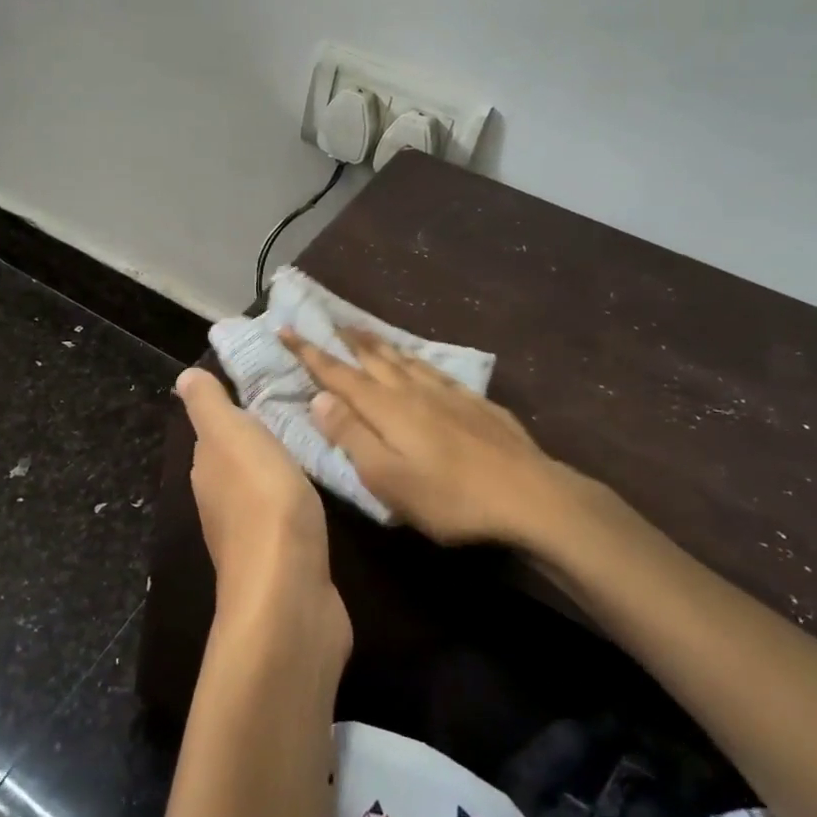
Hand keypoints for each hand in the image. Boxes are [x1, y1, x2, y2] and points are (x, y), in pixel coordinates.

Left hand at [174, 368, 350, 656]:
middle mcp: (220, 502)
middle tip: (297, 408)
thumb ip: (209, 407)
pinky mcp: (283, 561)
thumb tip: (183, 378)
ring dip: (279, 470)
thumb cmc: (262, 502)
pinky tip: (317, 494)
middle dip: (259, 438)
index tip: (265, 385)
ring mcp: (250, 536)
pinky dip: (297, 501)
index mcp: (207, 469)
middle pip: (237, 460)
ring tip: (313, 443)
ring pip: (262, 488)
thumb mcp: (231, 437)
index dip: (234, 408)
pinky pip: (287, 518)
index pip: (214, 431)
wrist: (289, 594)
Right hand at [281, 328, 643, 565]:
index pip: (338, 374)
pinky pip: (435, 370)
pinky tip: (420, 363)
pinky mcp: (476, 403)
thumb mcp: (388, 478)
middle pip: (373, 358)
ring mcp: (448, 393)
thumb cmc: (450, 496)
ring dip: (379, 344)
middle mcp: (413, 390)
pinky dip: (416, 360)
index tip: (285, 329)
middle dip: (346, 340)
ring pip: (405, 359)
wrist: (531, 495)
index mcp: (386, 408)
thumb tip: (319, 398)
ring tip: (365, 332)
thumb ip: (351, 436)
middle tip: (328, 320)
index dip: (309, 352)